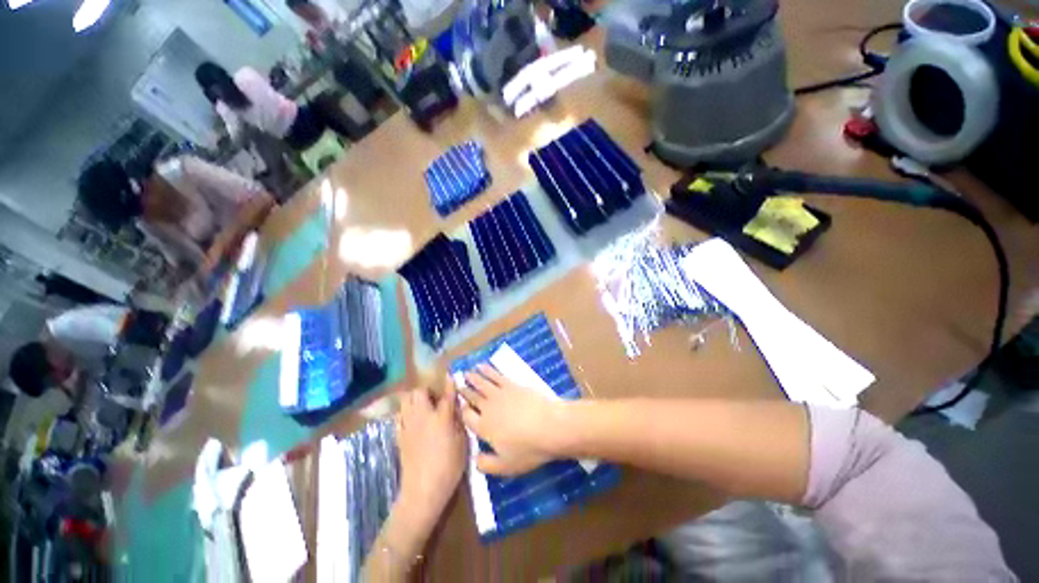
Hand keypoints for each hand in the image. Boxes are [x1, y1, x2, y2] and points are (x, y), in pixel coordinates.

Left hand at [396, 380, 466, 524]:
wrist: (423, 489)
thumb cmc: (449, 467)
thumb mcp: (462, 443)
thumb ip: (459, 421)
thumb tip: (456, 408)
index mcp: (441, 417)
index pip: (447, 394)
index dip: (450, 383)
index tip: (452, 375)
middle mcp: (423, 416)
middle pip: (419, 392)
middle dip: (428, 390)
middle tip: (436, 398)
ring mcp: (408, 425)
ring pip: (406, 400)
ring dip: (415, 398)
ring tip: (424, 406)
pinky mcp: (399, 436)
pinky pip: (399, 416)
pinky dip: (406, 412)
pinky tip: (413, 419)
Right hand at [459, 365, 564, 475]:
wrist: (549, 426)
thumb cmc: (528, 449)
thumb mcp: (506, 466)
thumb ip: (487, 465)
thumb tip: (474, 458)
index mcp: (484, 427)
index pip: (467, 417)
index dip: (462, 411)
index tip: (459, 406)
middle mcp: (488, 408)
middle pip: (473, 397)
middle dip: (465, 391)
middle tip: (457, 384)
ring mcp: (500, 394)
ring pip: (482, 384)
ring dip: (474, 378)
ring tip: (466, 372)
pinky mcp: (512, 385)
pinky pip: (496, 375)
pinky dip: (488, 370)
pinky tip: (483, 366)